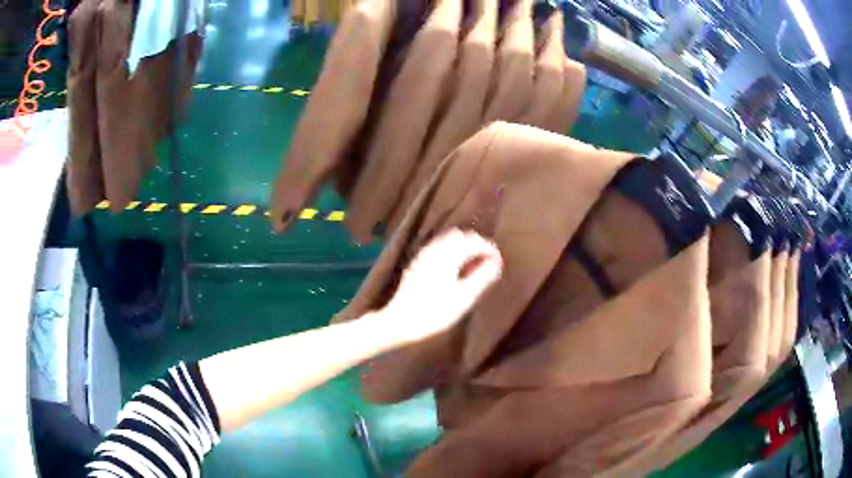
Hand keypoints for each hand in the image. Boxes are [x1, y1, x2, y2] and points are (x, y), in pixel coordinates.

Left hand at [379, 228, 502, 343]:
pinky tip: (453, 271)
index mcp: (448, 255)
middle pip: (460, 236)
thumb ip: (482, 277)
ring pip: (447, 241)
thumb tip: (495, 263)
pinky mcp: (416, 264)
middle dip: (476, 245)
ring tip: (472, 269)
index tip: (498, 262)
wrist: (400, 321)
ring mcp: (423, 255)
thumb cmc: (435, 312)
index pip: (474, 240)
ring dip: (462, 248)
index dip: (489, 249)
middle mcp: (434, 249)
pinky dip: (450, 253)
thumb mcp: (464, 297)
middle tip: (486, 264)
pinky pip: (437, 249)